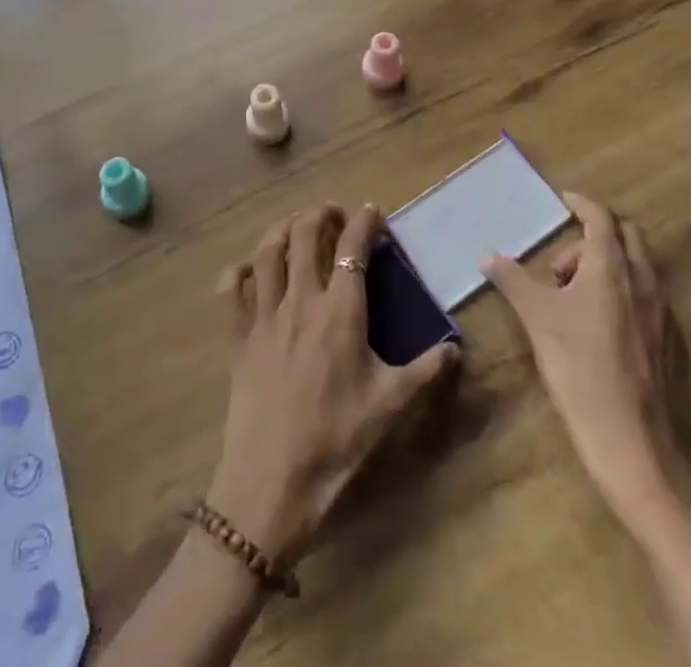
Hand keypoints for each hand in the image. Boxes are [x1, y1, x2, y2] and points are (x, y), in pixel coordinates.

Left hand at [207, 204, 458, 563]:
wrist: (272, 480)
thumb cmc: (337, 439)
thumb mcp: (390, 405)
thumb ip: (426, 370)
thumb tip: (457, 347)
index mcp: (341, 311)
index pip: (353, 249)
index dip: (364, 223)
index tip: (373, 211)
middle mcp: (300, 300)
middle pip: (304, 235)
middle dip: (320, 214)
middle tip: (333, 213)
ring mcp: (264, 315)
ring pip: (267, 252)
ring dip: (282, 230)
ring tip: (294, 226)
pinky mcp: (238, 336)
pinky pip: (234, 289)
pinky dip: (240, 269)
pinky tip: (248, 268)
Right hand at [482, 193, 690, 509]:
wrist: (635, 446)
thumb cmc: (581, 371)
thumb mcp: (537, 320)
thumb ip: (513, 281)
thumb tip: (487, 254)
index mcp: (613, 267)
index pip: (600, 218)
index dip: (582, 204)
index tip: (564, 200)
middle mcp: (645, 281)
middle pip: (627, 237)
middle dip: (595, 236)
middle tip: (562, 262)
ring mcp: (665, 314)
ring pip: (639, 270)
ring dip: (609, 267)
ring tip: (575, 300)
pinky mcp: (674, 346)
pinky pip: (649, 301)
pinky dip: (626, 296)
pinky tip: (603, 331)